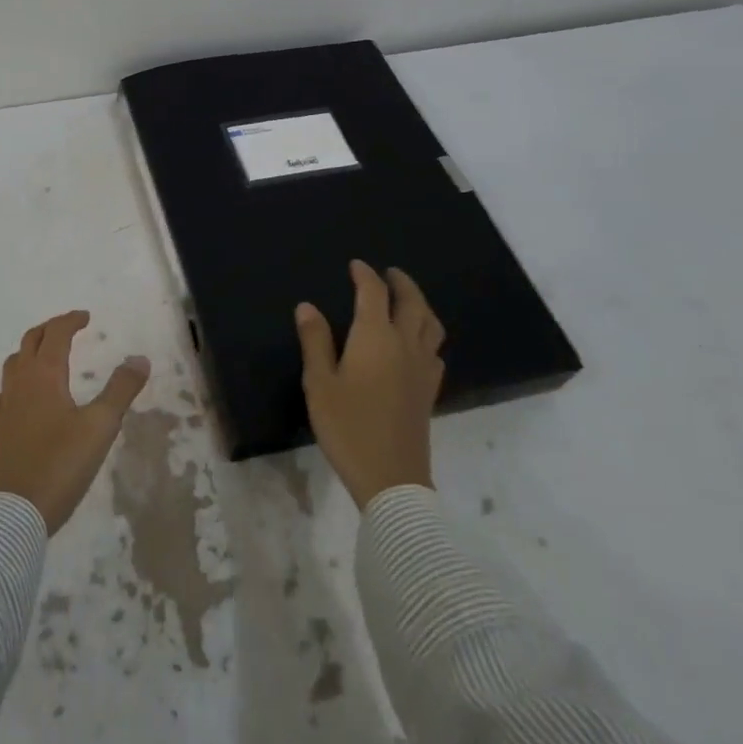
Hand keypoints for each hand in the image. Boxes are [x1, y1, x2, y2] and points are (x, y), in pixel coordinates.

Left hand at [0, 310, 151, 534]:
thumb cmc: (61, 464)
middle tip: (68, 328)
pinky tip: (24, 397)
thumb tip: (139, 358)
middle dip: (50, 330)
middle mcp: (20, 382)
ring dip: (31, 351)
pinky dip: (17, 382)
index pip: (56, 334)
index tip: (86, 317)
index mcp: (44, 374)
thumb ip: (120, 390)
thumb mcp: (100, 426)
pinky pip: (4, 392)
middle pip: (31, 341)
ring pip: (14, 363)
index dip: (70, 321)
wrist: (14, 511)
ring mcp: (4, 405)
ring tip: (47, 356)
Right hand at [296, 260, 445, 508]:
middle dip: (401, 283)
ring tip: (407, 301)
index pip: (373, 294)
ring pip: (431, 325)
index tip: (356, 265)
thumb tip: (307, 306)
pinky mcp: (430, 391)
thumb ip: (315, 341)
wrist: (390, 477)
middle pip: (412, 303)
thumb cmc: (347, 426)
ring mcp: (422, 369)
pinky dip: (426, 334)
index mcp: (375, 338)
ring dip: (420, 305)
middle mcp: (405, 345)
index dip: (365, 275)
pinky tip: (416, 344)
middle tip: (389, 273)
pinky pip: (435, 350)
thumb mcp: (319, 383)